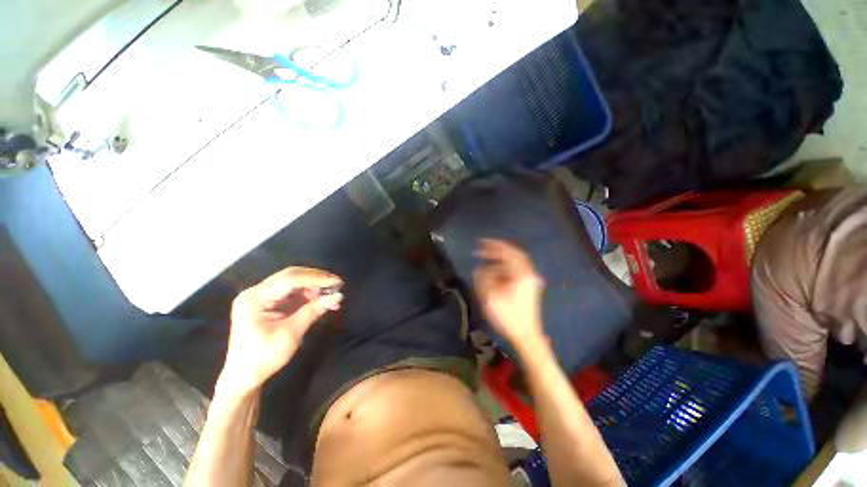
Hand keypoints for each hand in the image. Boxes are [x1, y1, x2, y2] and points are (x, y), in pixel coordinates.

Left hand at [219, 267, 342, 395]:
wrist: (243, 378)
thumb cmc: (263, 358)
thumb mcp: (291, 334)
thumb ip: (313, 311)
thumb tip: (338, 296)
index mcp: (255, 298)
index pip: (290, 279)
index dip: (316, 278)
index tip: (337, 282)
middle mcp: (257, 292)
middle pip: (291, 276)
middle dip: (316, 279)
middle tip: (337, 284)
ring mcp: (262, 297)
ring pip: (293, 283)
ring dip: (314, 287)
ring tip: (332, 295)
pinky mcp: (269, 303)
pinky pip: (292, 293)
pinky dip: (308, 295)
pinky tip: (321, 300)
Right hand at [472, 239, 544, 345]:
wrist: (526, 335)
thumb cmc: (508, 316)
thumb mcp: (490, 297)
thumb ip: (483, 278)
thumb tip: (479, 268)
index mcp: (521, 274)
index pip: (507, 252)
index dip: (493, 245)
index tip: (480, 242)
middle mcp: (529, 273)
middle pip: (514, 253)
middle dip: (498, 249)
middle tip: (483, 247)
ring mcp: (531, 279)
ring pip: (516, 261)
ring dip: (502, 257)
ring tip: (487, 258)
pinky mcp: (530, 285)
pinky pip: (517, 269)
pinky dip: (506, 266)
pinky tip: (497, 270)